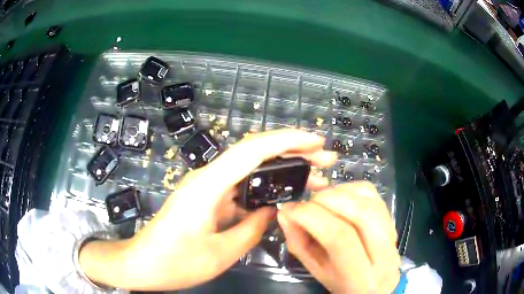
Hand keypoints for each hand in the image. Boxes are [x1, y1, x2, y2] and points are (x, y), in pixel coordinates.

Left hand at [79, 129, 336, 290]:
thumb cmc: (174, 262)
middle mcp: (208, 178)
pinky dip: (264, 187)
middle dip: (293, 152)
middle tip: (326, 160)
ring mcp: (207, 188)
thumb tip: (272, 211)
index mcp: (208, 186)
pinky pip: (241, 187)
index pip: (253, 150)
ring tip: (313, 177)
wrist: (142, 263)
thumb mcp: (219, 253)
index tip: (317, 142)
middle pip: (255, 153)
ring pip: (250, 170)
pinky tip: (281, 196)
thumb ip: (252, 229)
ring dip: (281, 170)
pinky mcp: (207, 199)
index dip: (288, 140)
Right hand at [278, 182, 400, 292]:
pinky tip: (338, 197)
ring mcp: (393, 234)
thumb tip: (286, 211)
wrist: (375, 285)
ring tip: (320, 200)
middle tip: (306, 203)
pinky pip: (373, 194)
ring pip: (369, 199)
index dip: (312, 217)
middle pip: (360, 213)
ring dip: (339, 192)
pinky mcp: (393, 220)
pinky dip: (351, 189)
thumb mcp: (316, 271)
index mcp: (361, 278)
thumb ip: (299, 243)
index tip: (291, 209)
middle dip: (327, 200)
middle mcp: (385, 255)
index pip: (340, 238)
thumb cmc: (342, 284)